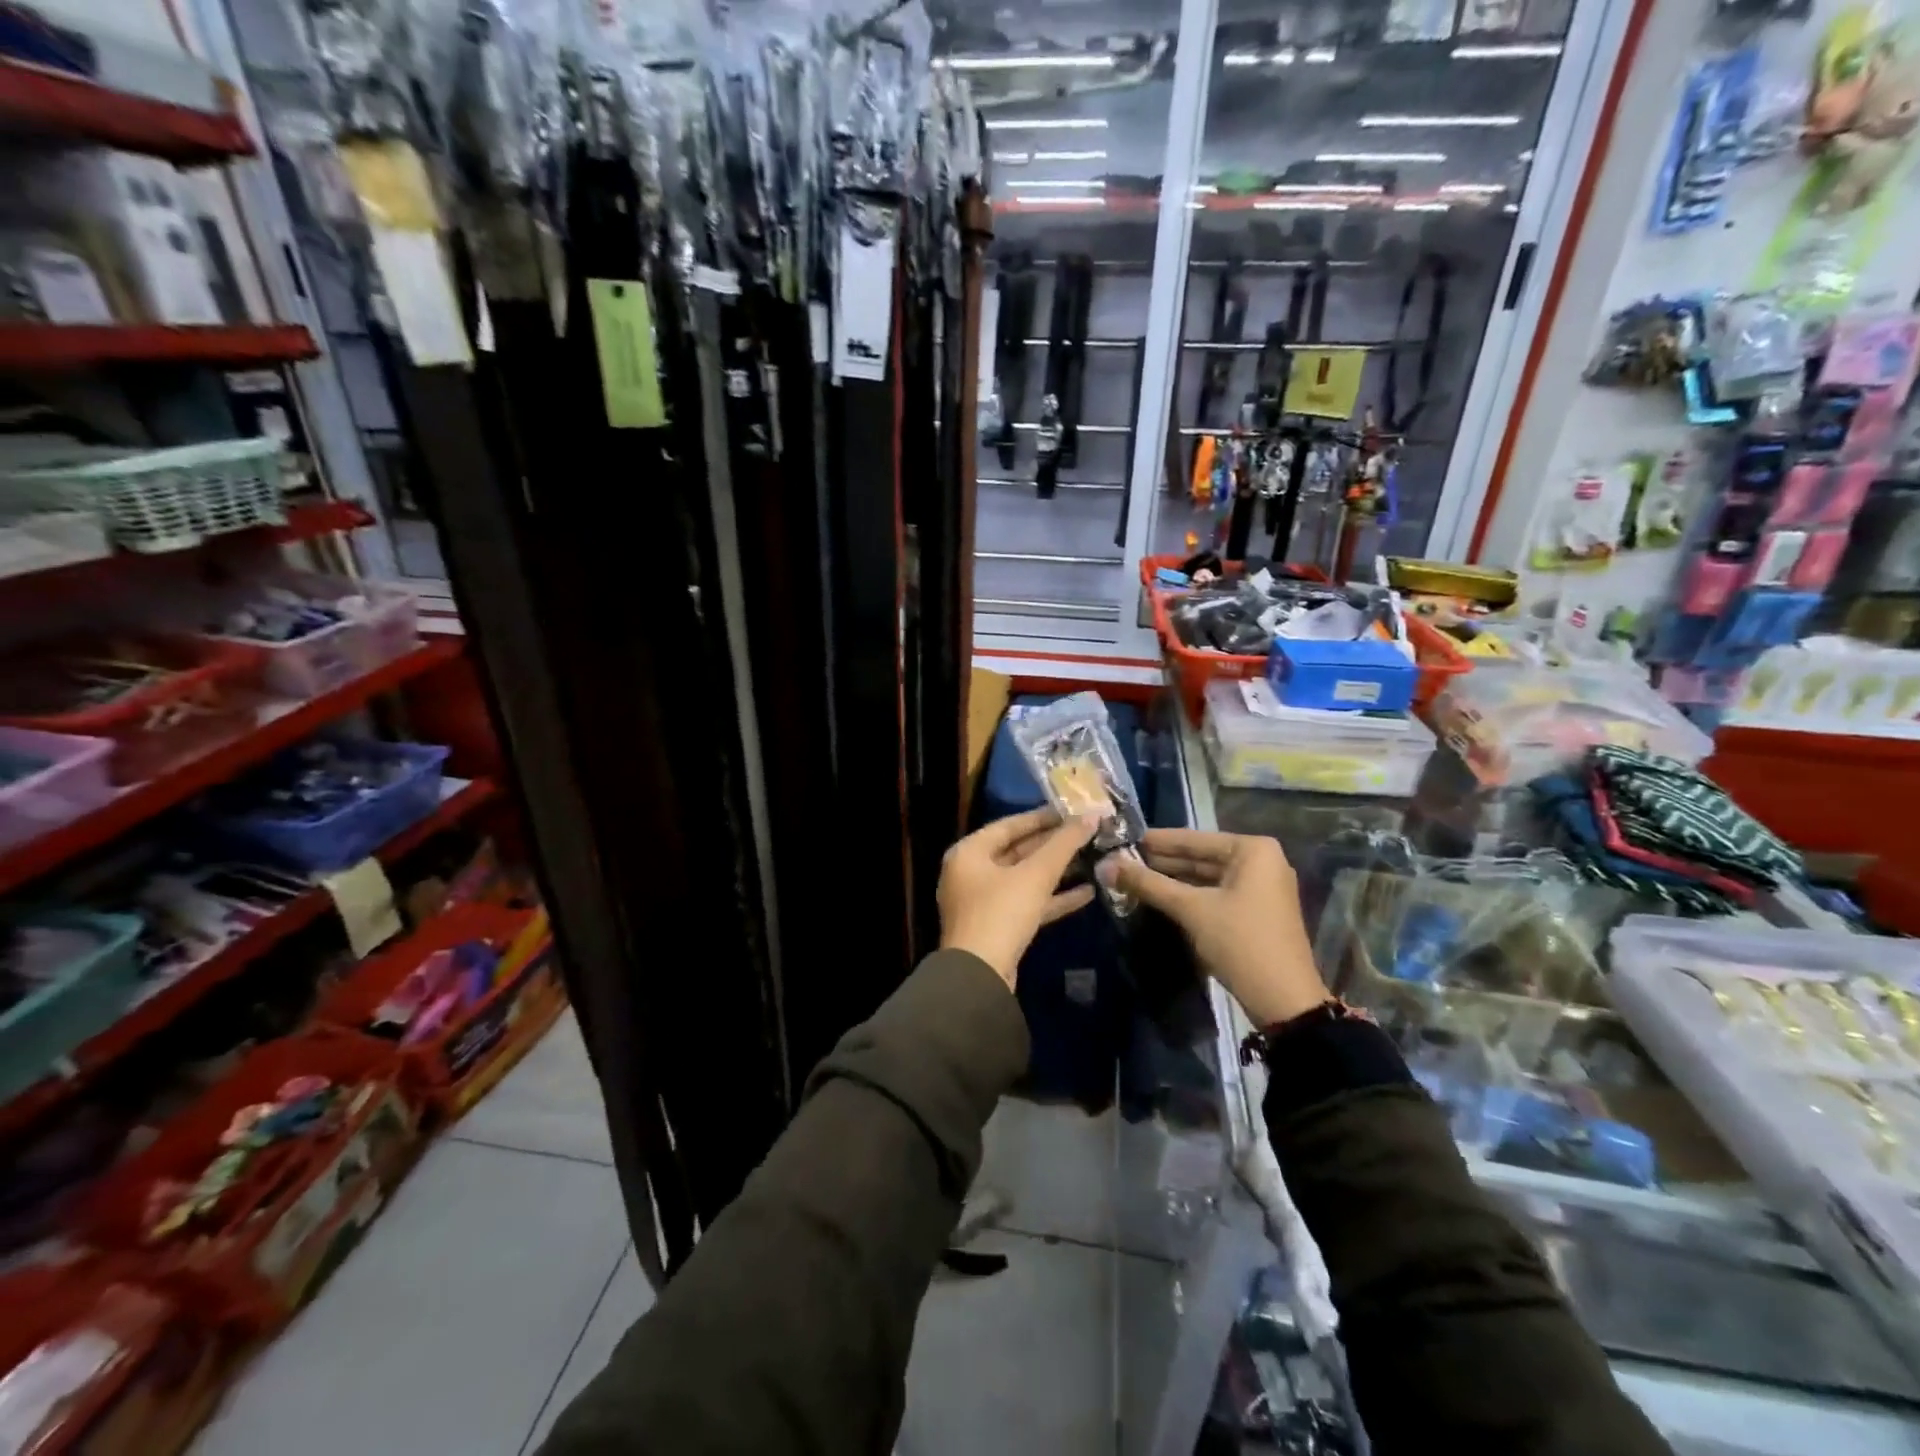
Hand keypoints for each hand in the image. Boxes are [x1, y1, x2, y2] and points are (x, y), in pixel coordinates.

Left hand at [939, 808, 1098, 988]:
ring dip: (1057, 872)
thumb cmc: (1001, 913)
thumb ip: (1064, 844)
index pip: (1009, 825)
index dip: (1042, 817)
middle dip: (1053, 845)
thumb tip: (1092, 816)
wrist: (980, 977)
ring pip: (1025, 879)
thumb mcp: (1035, 875)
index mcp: (969, 852)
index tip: (1072, 811)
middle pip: (1017, 851)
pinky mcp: (998, 927)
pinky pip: (1028, 903)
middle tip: (1087, 834)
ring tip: (1092, 859)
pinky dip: (1053, 898)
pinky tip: (1087, 893)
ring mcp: (983, 902)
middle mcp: (971, 873)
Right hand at [1103, 829, 1327, 1025]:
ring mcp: (1260, 888)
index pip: (1193, 839)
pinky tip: (1158, 897)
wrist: (1283, 1001)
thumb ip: (1148, 884)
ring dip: (1171, 880)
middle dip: (1161, 862)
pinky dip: (1188, 896)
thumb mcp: (1191, 909)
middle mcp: (1261, 861)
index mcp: (1253, 850)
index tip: (1121, 839)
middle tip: (1120, 861)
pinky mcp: (1254, 911)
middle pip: (1200, 857)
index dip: (1155, 841)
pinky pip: (1214, 894)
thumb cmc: (1240, 942)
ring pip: (1206, 877)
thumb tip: (1106, 864)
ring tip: (1132, 878)